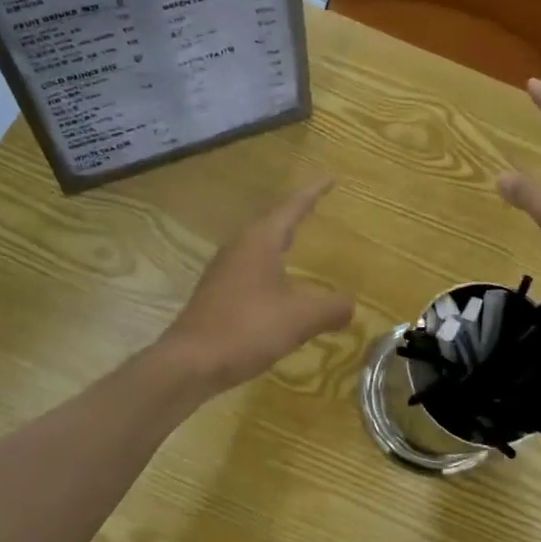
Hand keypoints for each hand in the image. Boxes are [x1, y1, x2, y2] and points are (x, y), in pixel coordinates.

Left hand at [161, 179, 356, 391]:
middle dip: (294, 212)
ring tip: (296, 238)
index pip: (291, 207)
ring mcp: (223, 271)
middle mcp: (239, 248)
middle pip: (271, 221)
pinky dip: (269, 265)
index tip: (330, 178)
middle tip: (314, 203)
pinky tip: (275, 283)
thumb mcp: (300, 318)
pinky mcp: (216, 294)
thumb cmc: (247, 329)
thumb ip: (331, 308)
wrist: (190, 363)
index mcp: (259, 242)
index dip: (313, 193)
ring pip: (258, 244)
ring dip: (279, 238)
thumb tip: (350, 305)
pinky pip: (249, 267)